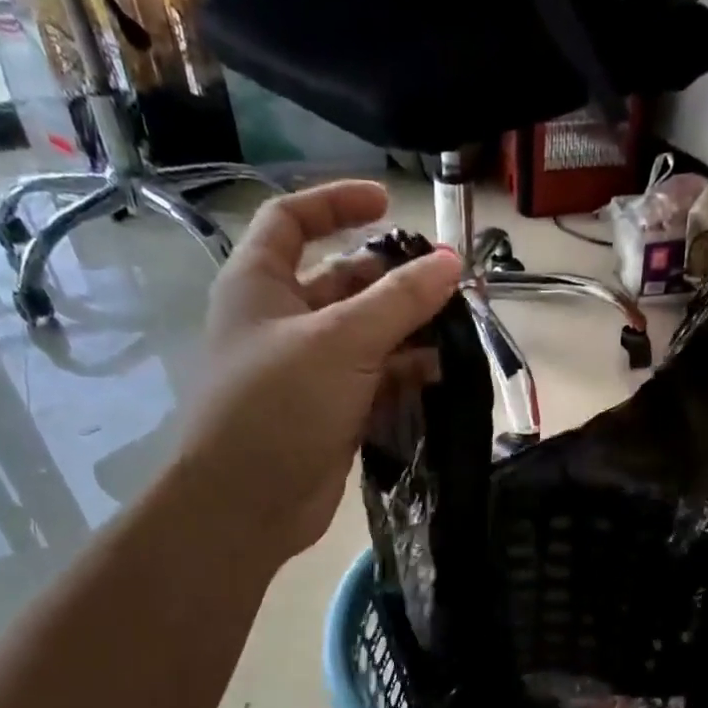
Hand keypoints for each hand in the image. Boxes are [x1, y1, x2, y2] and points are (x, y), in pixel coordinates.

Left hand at [180, 181, 461, 564]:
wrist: (248, 504)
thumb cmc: (279, 406)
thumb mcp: (341, 341)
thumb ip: (398, 300)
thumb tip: (451, 262)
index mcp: (261, 283)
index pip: (294, 220)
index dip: (338, 203)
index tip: (389, 203)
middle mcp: (282, 320)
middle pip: (343, 281)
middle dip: (393, 279)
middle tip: (448, 282)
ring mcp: (308, 370)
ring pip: (365, 335)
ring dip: (408, 330)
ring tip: (458, 329)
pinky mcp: (331, 412)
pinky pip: (373, 380)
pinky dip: (404, 374)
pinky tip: (442, 374)